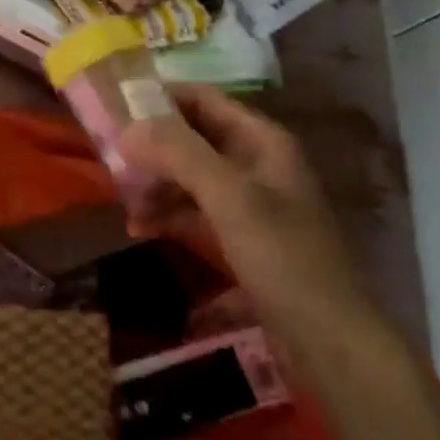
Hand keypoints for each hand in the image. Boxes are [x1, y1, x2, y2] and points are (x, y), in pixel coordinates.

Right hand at [119, 86, 363, 327]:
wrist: (330, 341)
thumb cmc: (283, 258)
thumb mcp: (230, 198)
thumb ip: (179, 154)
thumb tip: (127, 127)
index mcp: (261, 141)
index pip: (201, 99)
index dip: (159, 99)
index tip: (113, 110)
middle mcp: (255, 162)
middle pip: (192, 138)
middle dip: (151, 148)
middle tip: (109, 162)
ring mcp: (249, 201)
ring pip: (190, 176)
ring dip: (156, 185)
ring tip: (125, 206)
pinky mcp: (242, 236)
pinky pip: (196, 210)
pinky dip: (169, 214)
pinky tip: (142, 228)